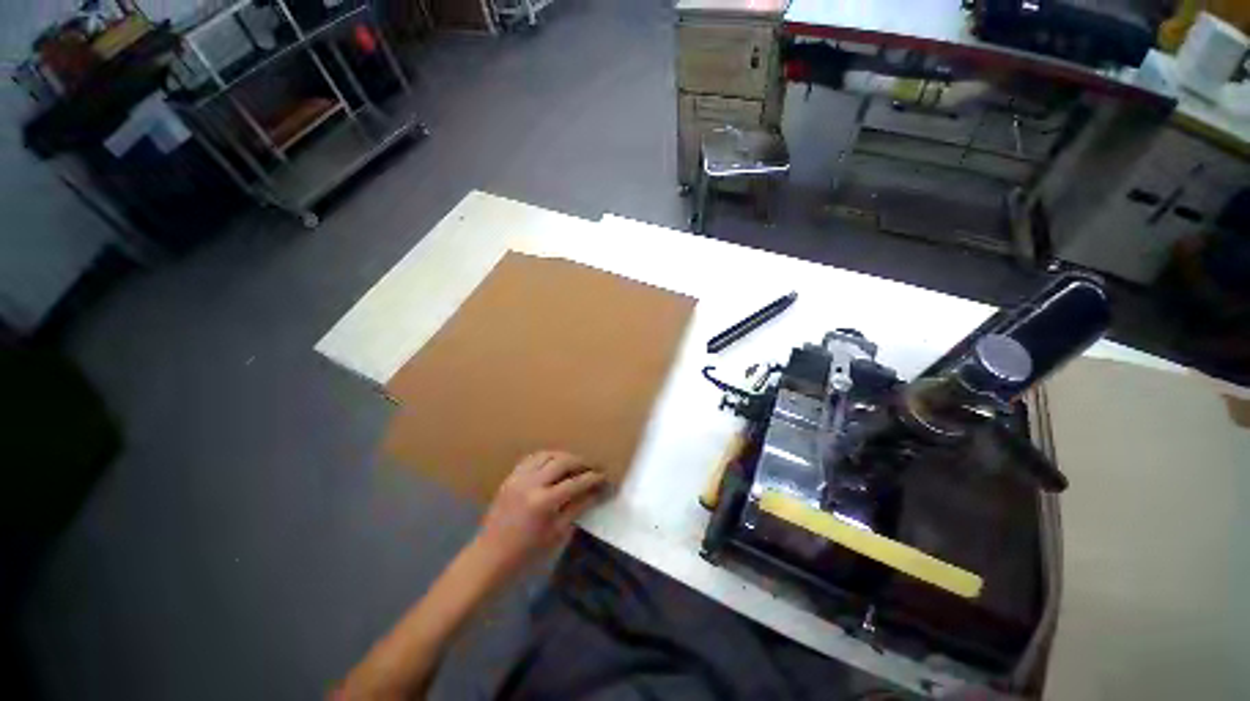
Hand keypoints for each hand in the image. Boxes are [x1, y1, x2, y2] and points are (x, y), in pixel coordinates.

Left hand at [472, 451, 606, 578]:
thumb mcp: (557, 534)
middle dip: (581, 462)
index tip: (605, 477)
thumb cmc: (527, 554)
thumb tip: (597, 493)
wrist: (489, 558)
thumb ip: (578, 508)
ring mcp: (518, 478)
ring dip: (564, 456)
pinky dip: (547, 457)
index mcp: (544, 502)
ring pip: (547, 455)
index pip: (576, 483)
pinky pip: (532, 458)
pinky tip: (554, 464)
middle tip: (593, 467)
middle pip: (562, 461)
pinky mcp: (510, 477)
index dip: (593, 478)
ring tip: (575, 463)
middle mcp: (531, 483)